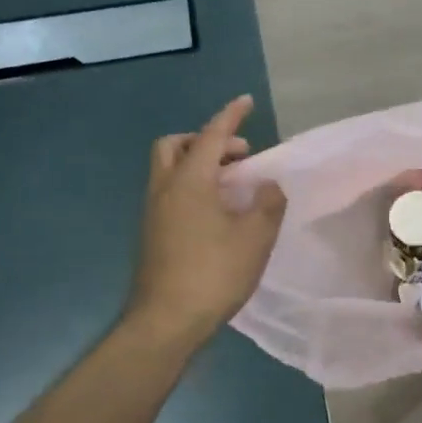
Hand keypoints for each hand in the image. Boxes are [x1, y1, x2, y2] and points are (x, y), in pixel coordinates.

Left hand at [128, 94, 286, 346]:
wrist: (166, 321)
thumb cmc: (214, 273)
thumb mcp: (255, 237)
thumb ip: (268, 204)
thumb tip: (269, 185)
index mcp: (190, 182)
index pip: (211, 136)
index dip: (230, 116)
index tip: (246, 101)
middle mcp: (165, 189)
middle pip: (175, 146)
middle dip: (206, 140)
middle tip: (239, 156)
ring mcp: (154, 212)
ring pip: (170, 170)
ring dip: (199, 164)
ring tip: (234, 185)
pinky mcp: (152, 233)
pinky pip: (171, 192)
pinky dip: (192, 186)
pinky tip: (217, 212)